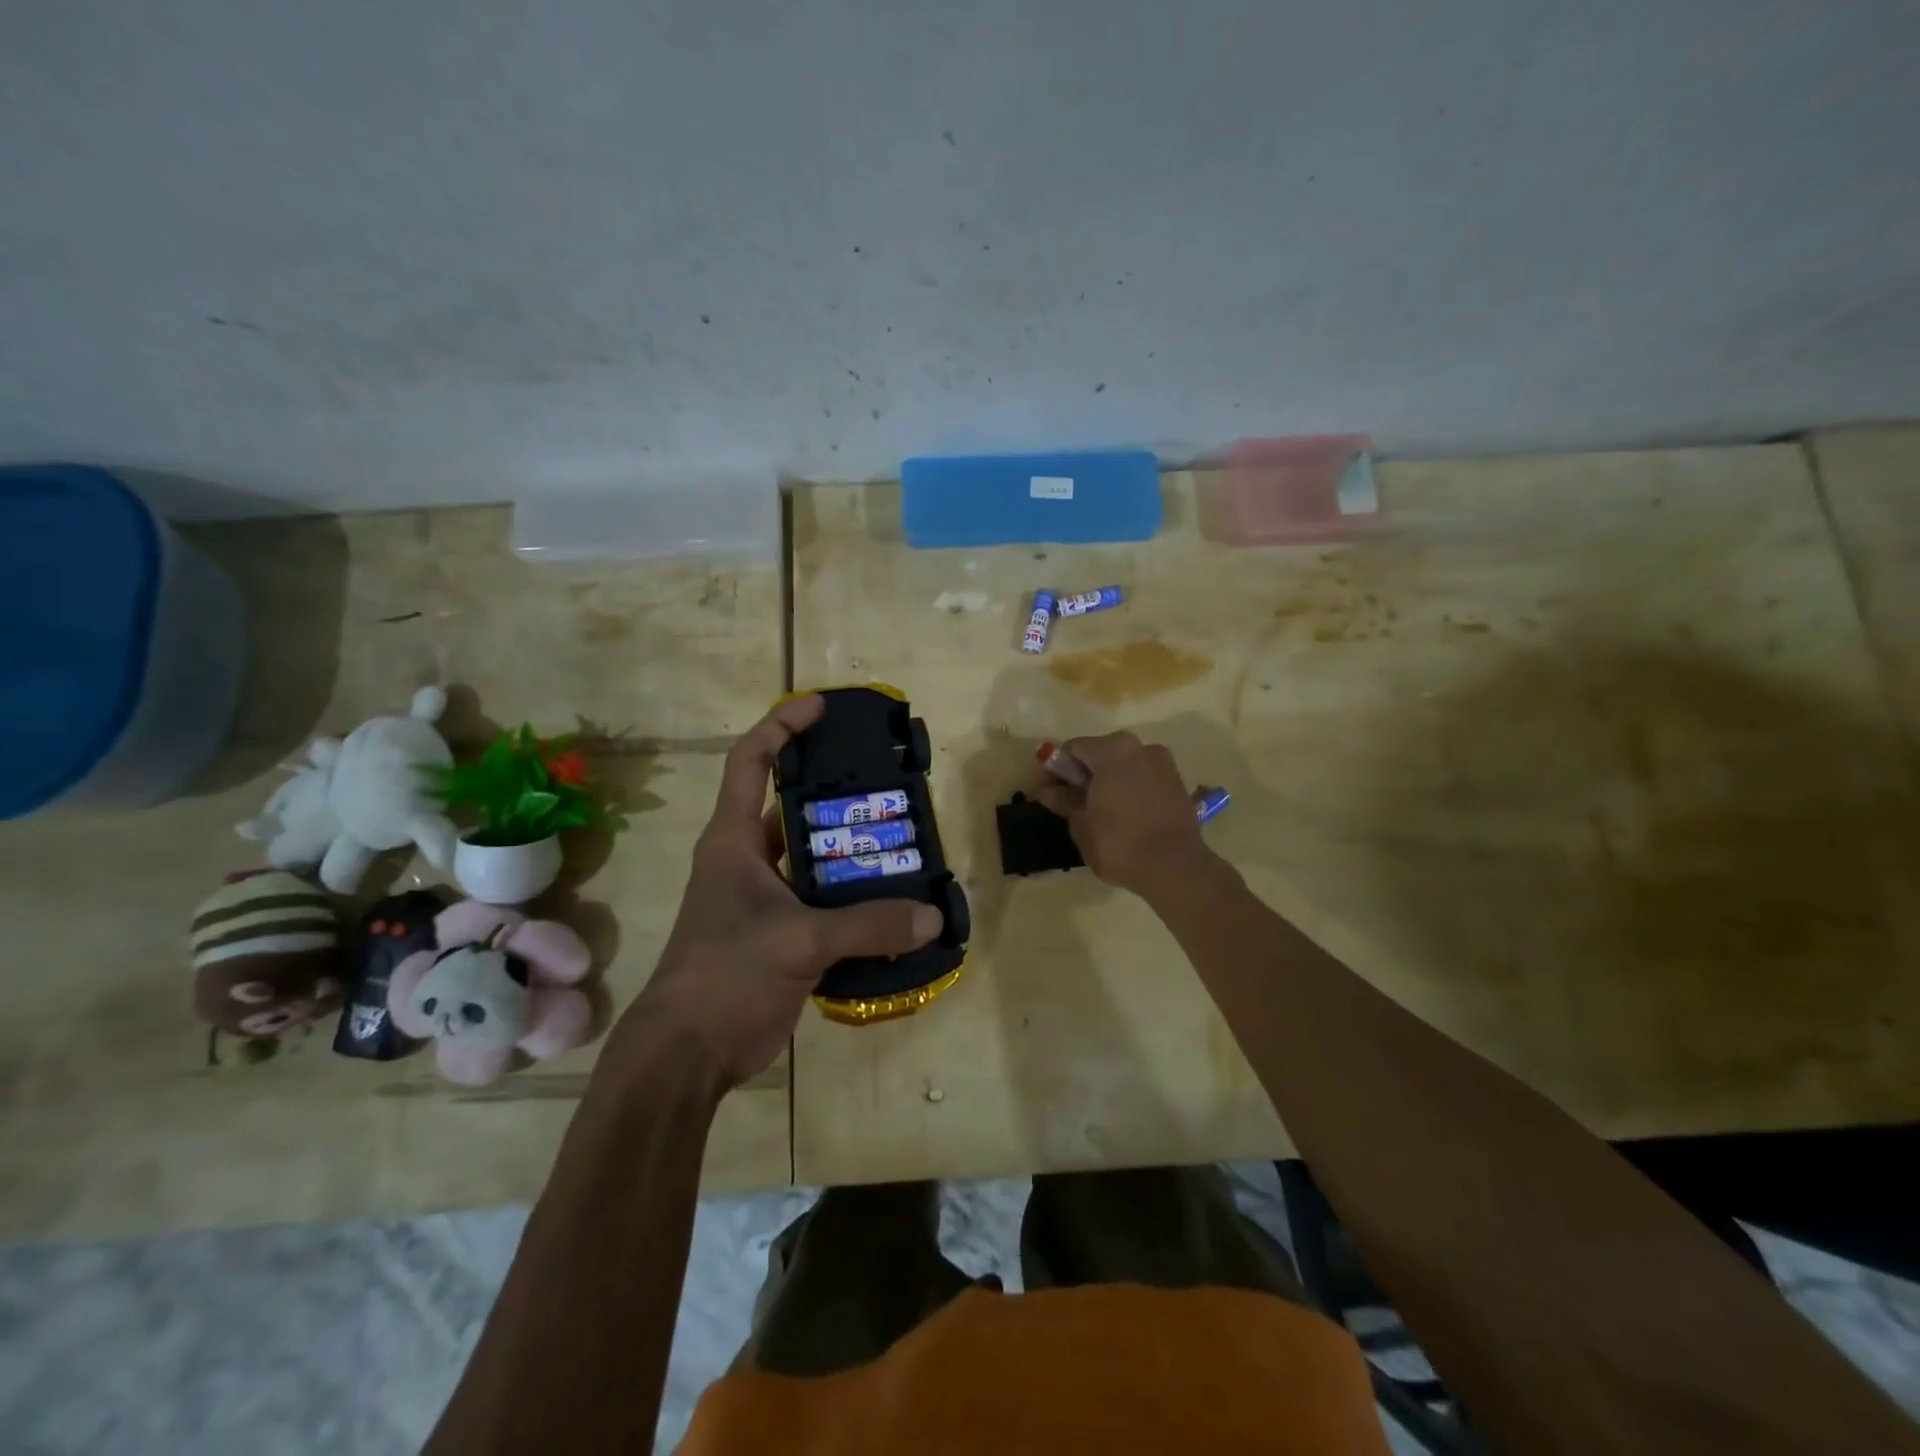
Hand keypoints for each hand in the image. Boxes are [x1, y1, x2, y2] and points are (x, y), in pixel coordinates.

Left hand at [623, 695, 942, 1087]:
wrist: (688, 1055)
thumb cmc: (725, 975)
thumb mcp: (798, 941)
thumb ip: (867, 926)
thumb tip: (932, 917)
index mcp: (734, 840)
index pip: (751, 762)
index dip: (781, 727)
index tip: (820, 707)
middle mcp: (749, 861)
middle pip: (794, 809)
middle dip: (838, 794)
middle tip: (889, 784)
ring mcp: (767, 901)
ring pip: (816, 860)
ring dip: (854, 854)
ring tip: (905, 841)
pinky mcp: (783, 937)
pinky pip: (828, 906)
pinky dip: (858, 903)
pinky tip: (897, 904)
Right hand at [1033, 731, 1211, 896]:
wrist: (1175, 868)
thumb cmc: (1119, 843)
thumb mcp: (1081, 824)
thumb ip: (1063, 801)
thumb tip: (1047, 790)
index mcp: (1113, 750)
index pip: (1073, 749)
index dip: (1055, 769)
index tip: (1046, 791)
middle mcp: (1140, 747)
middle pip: (1100, 753)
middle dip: (1082, 773)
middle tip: (1069, 801)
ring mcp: (1163, 764)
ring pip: (1124, 765)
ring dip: (1107, 780)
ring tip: (1097, 809)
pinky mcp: (1178, 783)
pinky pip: (1143, 778)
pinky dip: (1128, 788)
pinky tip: (1122, 813)